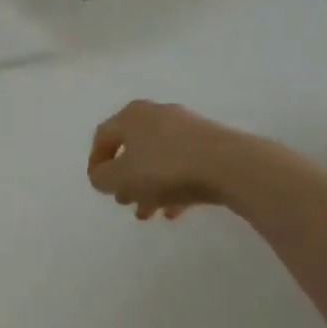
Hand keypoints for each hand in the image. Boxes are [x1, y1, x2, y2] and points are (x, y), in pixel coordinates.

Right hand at [88, 100, 237, 219]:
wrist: (230, 166)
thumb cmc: (165, 169)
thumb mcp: (120, 178)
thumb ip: (102, 178)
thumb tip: (103, 176)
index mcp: (131, 116)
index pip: (103, 137)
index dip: (96, 163)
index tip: (99, 188)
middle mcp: (157, 114)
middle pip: (132, 149)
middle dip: (126, 180)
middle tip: (125, 202)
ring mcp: (187, 127)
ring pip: (158, 159)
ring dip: (149, 187)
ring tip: (150, 213)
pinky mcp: (211, 143)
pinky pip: (183, 165)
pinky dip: (174, 186)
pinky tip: (175, 211)